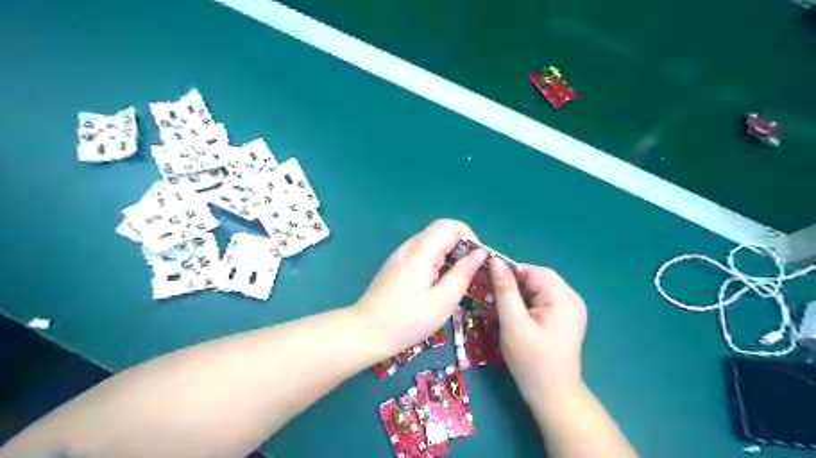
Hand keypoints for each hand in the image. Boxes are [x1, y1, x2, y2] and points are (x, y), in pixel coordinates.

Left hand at [355, 220, 486, 354]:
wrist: (366, 331)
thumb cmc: (407, 320)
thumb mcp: (442, 301)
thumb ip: (463, 273)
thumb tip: (480, 253)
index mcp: (421, 252)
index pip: (450, 225)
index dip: (469, 237)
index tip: (477, 260)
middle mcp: (410, 246)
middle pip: (441, 231)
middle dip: (461, 246)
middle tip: (470, 272)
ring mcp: (401, 254)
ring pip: (433, 242)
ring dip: (450, 254)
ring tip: (457, 280)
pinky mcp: (397, 264)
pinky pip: (423, 252)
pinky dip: (437, 260)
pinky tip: (438, 283)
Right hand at [491, 260, 586, 402]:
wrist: (553, 396)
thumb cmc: (532, 361)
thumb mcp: (513, 324)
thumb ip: (505, 290)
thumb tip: (495, 261)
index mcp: (563, 297)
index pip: (532, 271)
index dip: (508, 274)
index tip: (486, 285)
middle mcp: (570, 298)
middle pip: (535, 279)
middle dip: (510, 286)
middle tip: (489, 299)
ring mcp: (569, 308)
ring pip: (535, 290)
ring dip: (514, 296)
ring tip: (495, 308)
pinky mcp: (563, 318)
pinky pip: (540, 301)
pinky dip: (523, 305)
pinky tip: (508, 316)